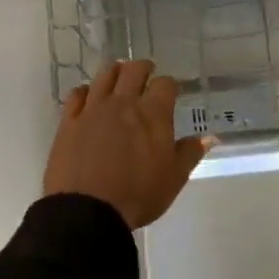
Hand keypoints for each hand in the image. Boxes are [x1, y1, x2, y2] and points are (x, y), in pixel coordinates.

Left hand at [43, 61, 213, 229]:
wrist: (88, 210)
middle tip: (146, 72)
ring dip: (115, 72)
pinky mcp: (70, 121)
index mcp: (153, 114)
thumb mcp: (174, 178)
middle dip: (143, 68)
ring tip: (119, 75)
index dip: (170, 85)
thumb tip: (209, 137)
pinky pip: (76, 94)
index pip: (165, 84)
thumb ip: (190, 153)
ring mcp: (93, 109)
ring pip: (104, 76)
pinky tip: (88, 95)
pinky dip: (85, 90)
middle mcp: (123, 103)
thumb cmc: (138, 194)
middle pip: (133, 71)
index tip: (171, 90)